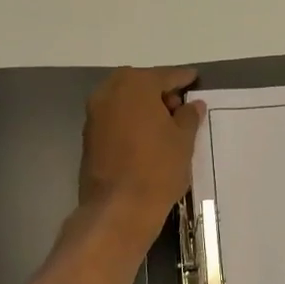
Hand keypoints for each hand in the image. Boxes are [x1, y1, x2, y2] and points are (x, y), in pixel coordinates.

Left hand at [78, 67, 205, 252]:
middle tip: (180, 106)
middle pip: (140, 84)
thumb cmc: (158, 168)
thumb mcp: (183, 140)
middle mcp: (109, 92)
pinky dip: (130, 120)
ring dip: (143, 106)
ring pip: (124, 100)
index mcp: (135, 85)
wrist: (119, 207)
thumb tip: (192, 104)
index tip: (195, 79)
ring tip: (165, 125)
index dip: (183, 78)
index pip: (165, 75)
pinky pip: (115, 118)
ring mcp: (95, 114)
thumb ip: (188, 116)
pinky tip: (146, 137)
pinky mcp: (89, 136)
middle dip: (159, 91)